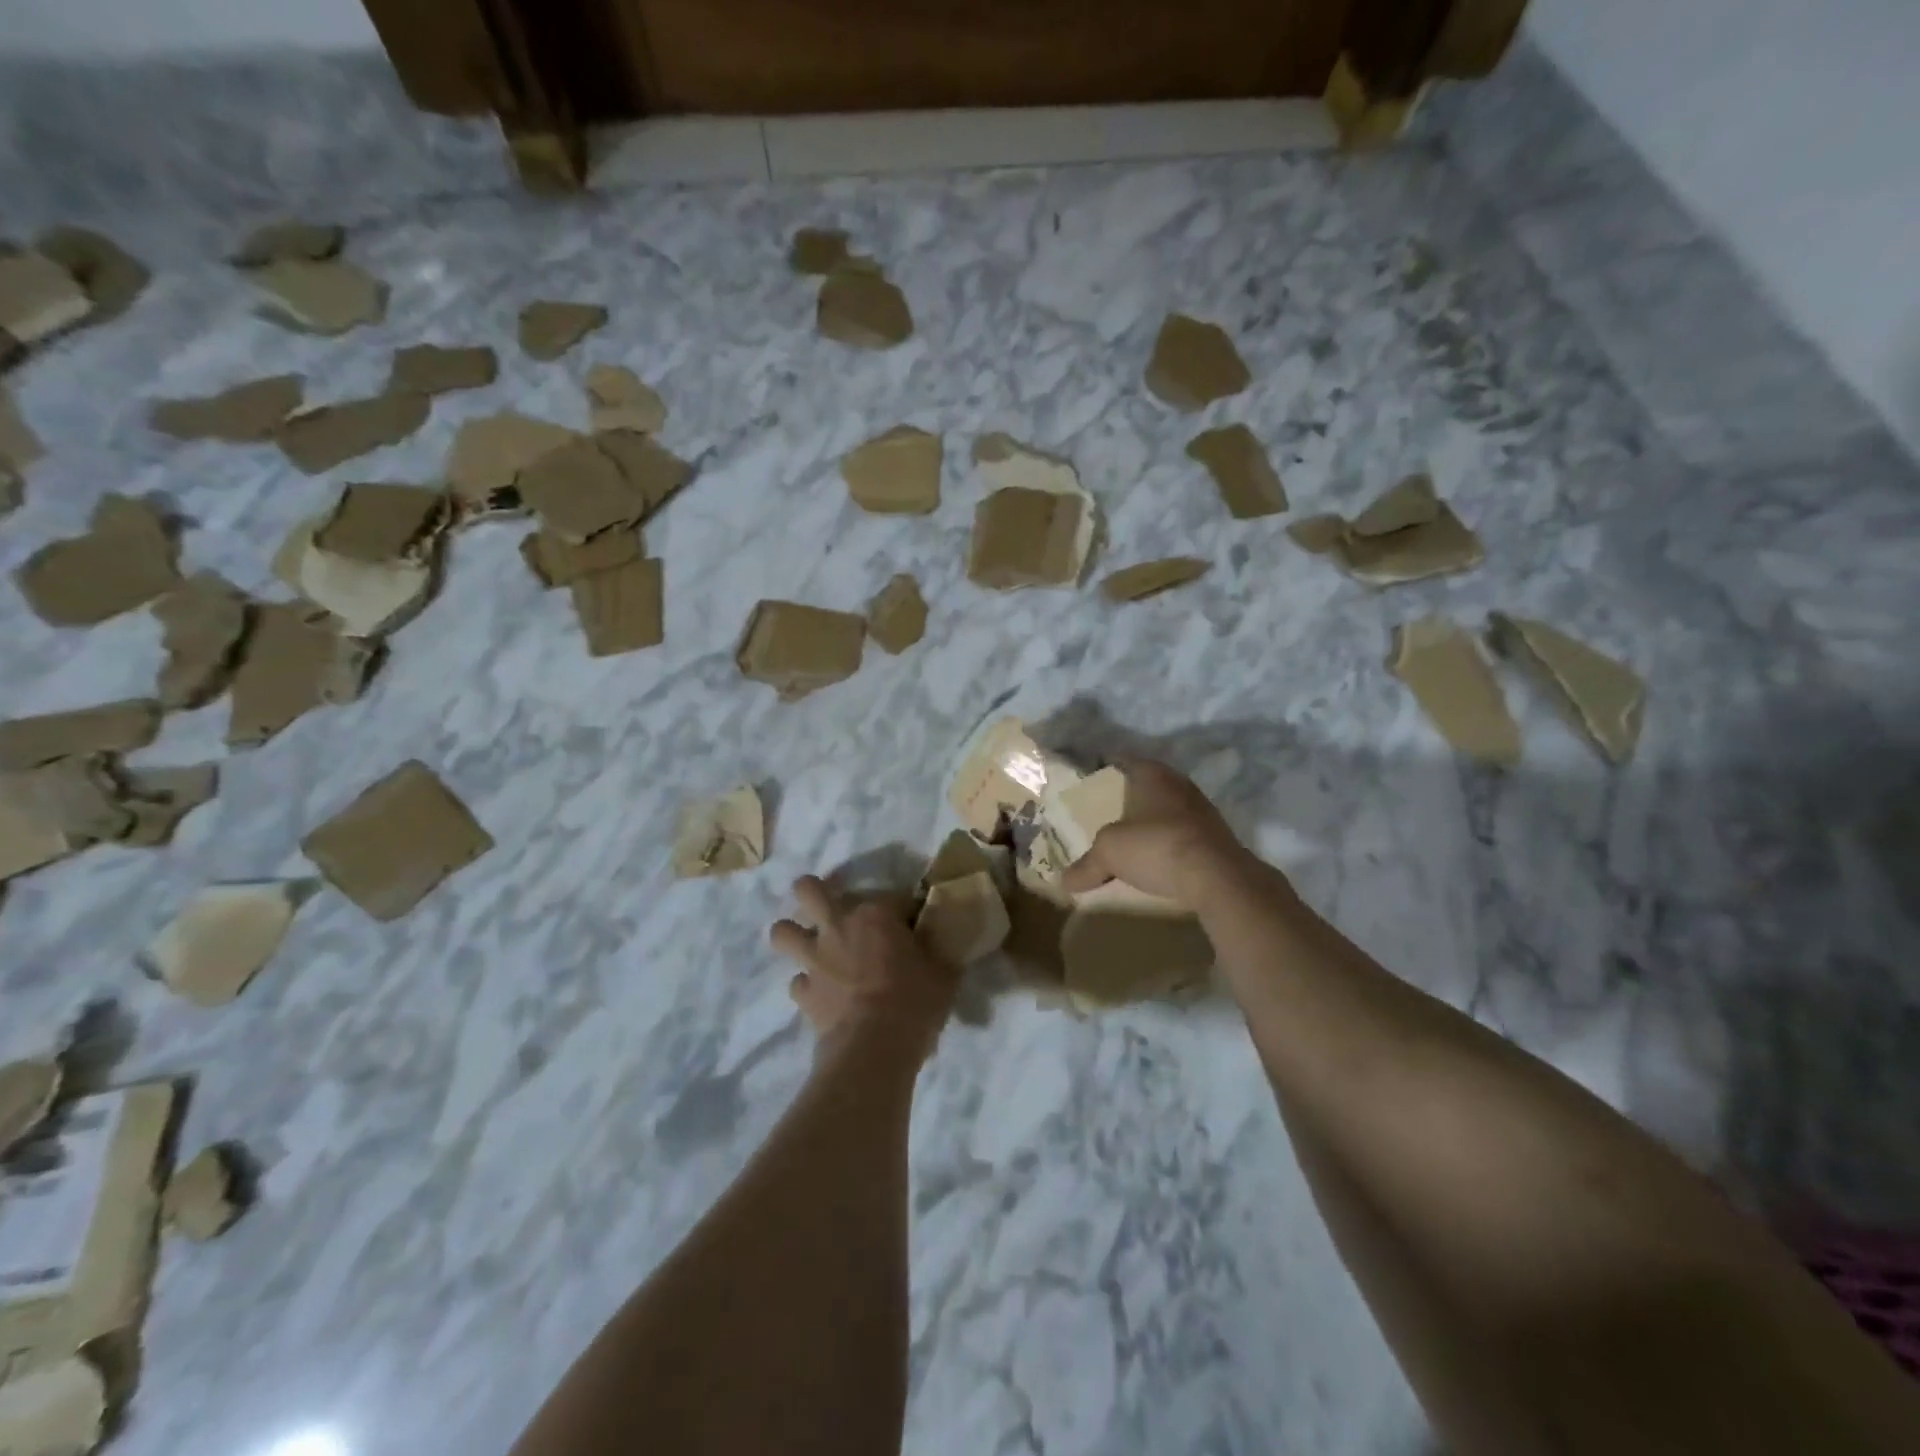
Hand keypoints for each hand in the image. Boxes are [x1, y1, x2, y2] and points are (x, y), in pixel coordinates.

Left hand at [770, 877, 957, 1059]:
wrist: (874, 1048)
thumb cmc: (915, 1002)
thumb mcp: (944, 971)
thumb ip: (938, 949)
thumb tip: (944, 938)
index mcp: (876, 914)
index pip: (894, 897)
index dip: (906, 909)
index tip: (916, 924)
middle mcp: (838, 926)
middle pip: (809, 890)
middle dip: (814, 892)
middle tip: (830, 907)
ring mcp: (815, 959)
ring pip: (782, 932)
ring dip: (793, 935)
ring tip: (809, 945)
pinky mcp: (803, 993)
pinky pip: (797, 981)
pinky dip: (808, 985)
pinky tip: (822, 994)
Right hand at [1059, 758, 1258, 911]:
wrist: (1218, 878)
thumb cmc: (1157, 847)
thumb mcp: (1109, 853)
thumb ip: (1087, 864)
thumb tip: (1064, 882)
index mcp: (1153, 774)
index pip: (1124, 761)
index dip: (1106, 768)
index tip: (1091, 778)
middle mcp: (1180, 784)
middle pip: (1147, 786)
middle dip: (1128, 798)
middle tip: (1105, 811)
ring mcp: (1202, 811)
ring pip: (1166, 810)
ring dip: (1150, 822)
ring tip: (1128, 838)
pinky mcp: (1215, 838)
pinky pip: (1181, 834)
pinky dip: (1166, 843)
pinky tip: (1155, 859)